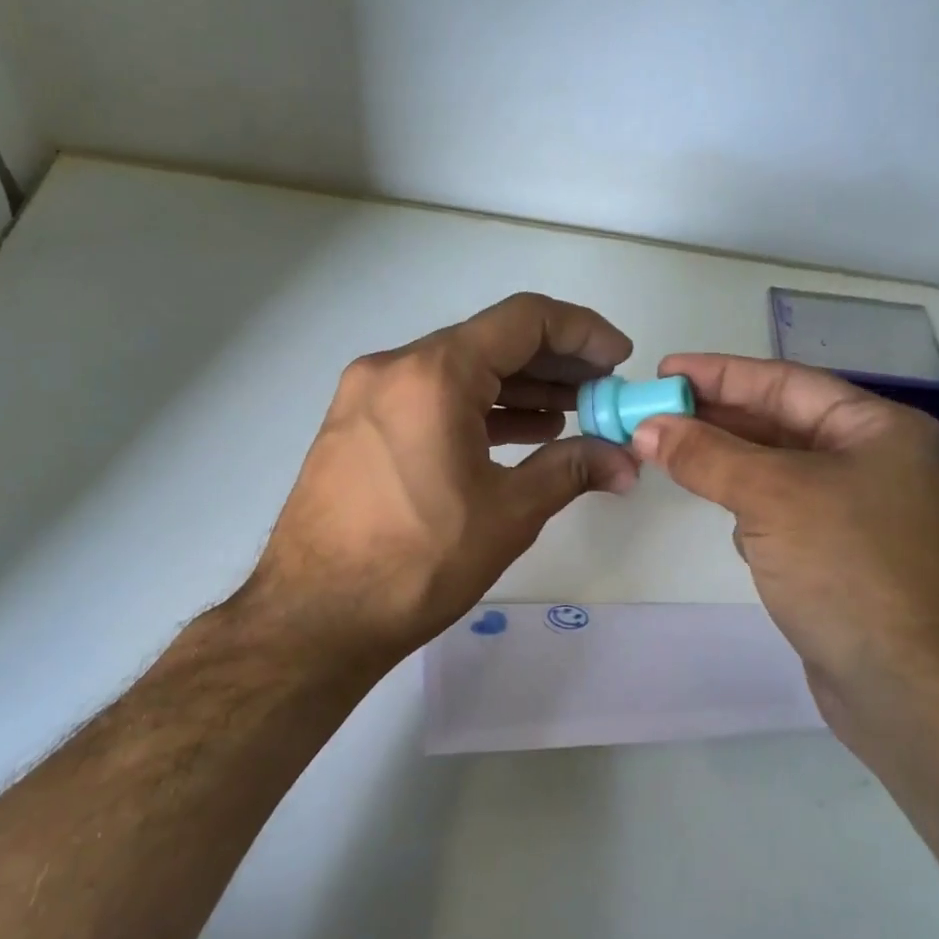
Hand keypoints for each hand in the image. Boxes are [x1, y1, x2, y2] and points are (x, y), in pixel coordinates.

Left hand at [241, 293, 639, 667]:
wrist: (314, 618)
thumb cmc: (418, 562)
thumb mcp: (509, 513)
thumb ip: (572, 470)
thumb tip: (624, 461)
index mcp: (434, 374)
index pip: (524, 320)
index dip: (583, 332)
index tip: (620, 359)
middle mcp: (394, 368)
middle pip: (490, 342)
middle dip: (554, 364)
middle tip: (601, 392)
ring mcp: (367, 395)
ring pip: (458, 372)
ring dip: (517, 388)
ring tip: (569, 414)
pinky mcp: (355, 426)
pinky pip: (428, 399)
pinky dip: (476, 409)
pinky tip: (516, 433)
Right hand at [630, 354, 938, 738]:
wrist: (909, 686)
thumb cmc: (848, 568)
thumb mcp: (771, 497)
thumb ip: (706, 456)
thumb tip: (648, 427)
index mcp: (876, 429)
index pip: (785, 383)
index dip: (720, 374)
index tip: (664, 372)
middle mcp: (874, 462)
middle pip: (781, 425)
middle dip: (716, 420)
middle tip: (653, 413)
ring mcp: (861, 513)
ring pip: (779, 472)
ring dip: (730, 466)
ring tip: (675, 458)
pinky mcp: (842, 558)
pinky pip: (784, 515)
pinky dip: (752, 512)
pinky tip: (730, 524)